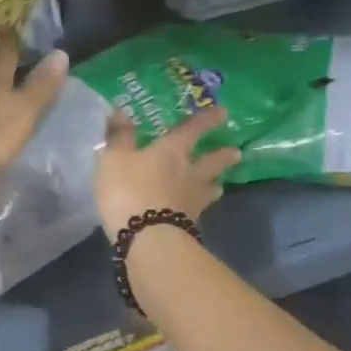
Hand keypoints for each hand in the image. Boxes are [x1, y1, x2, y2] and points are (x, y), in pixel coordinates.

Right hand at [94, 104, 240, 238]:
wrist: (147, 238)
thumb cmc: (129, 190)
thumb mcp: (114, 159)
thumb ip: (119, 137)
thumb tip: (122, 111)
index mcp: (172, 151)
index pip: (192, 130)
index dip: (207, 120)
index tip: (224, 112)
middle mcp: (188, 173)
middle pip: (211, 161)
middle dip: (223, 156)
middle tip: (237, 152)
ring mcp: (192, 201)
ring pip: (210, 188)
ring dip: (216, 184)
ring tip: (221, 185)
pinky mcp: (189, 226)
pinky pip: (198, 212)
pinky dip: (200, 209)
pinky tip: (197, 212)